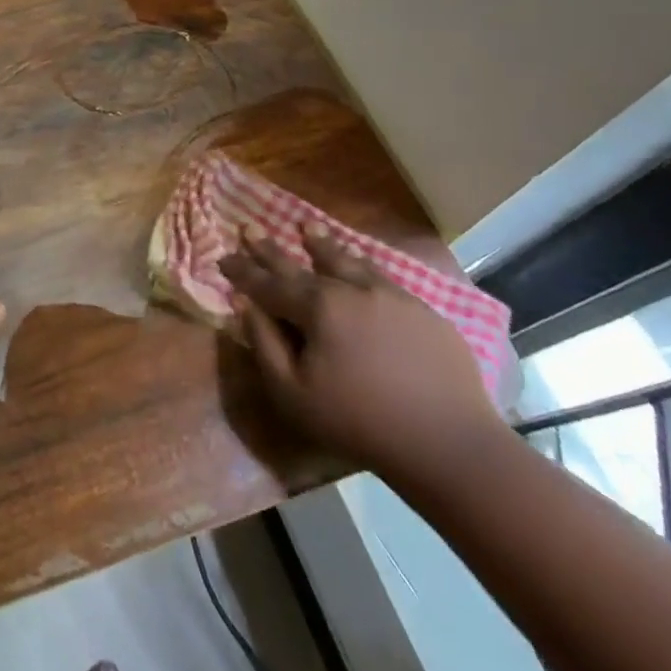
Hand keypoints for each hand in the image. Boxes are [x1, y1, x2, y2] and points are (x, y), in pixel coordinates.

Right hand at [221, 225, 506, 481]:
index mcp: (318, 307)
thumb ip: (263, 343)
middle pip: (303, 264)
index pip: (269, 283)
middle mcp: (352, 289)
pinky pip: (382, 277)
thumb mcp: (292, 393)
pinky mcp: (423, 311)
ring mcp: (391, 296)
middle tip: (250, 226)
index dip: (242, 271)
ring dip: (322, 244)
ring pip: (347, 261)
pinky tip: (359, 263)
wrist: (448, 444)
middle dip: (271, 248)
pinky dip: (361, 265)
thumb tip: (244, 303)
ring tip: (307, 227)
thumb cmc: (359, 423)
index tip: (222, 256)